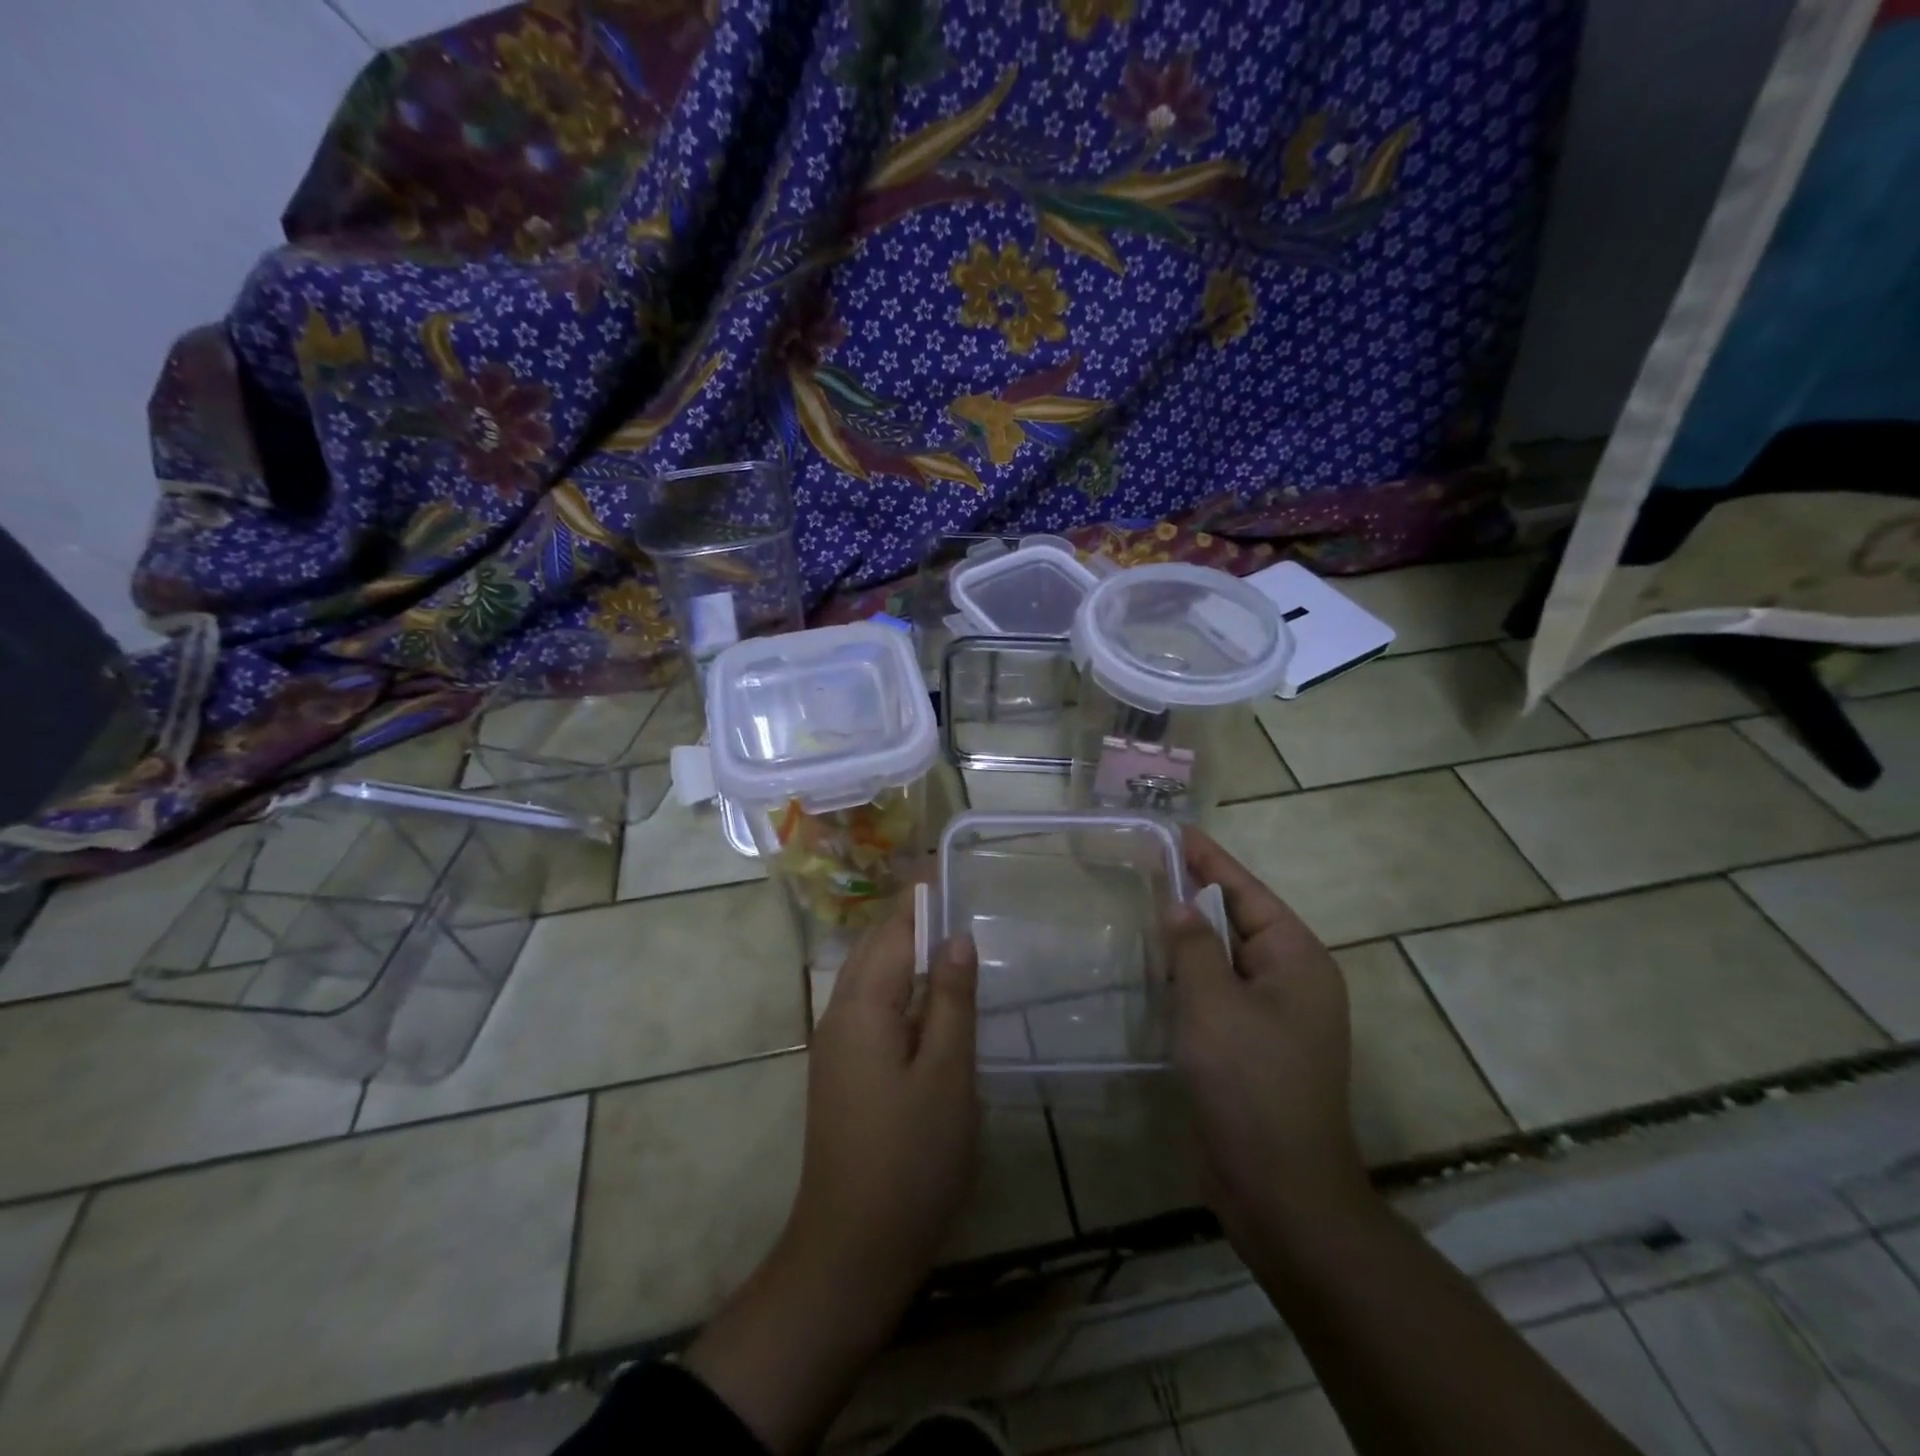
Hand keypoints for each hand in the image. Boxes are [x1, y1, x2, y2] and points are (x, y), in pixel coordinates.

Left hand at [785, 891, 980, 1327]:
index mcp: (862, 1006)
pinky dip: (900, 988)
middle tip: (957, 899)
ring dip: (905, 953)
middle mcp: (839, 1014)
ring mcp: (835, 1045)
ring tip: (950, 941)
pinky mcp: (842, 1072)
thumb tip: (956, 937)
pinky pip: (871, 1008)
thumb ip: (951, 1000)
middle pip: (875, 948)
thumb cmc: (910, 1159)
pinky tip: (931, 1002)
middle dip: (912, 920)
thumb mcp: (947, 1075)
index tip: (947, 867)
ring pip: (871, 978)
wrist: (851, 1249)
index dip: (921, 898)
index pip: (893, 931)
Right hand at [1169, 828, 1371, 1256]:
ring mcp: (1274, 1017)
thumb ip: (1193, 948)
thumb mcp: (1214, 1005)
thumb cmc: (1251, 1085)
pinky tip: (1158, 966)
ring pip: (1226, 959)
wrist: (1280, 1189)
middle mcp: (1292, 981)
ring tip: (1147, 904)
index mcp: (1297, 961)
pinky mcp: (1252, 1046)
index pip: (1248, 893)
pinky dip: (1191, 975)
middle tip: (1151, 864)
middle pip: (1239, 921)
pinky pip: (1219, 993)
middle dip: (1197, 894)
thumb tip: (1180, 906)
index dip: (1211, 860)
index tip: (1178, 831)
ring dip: (1191, 936)